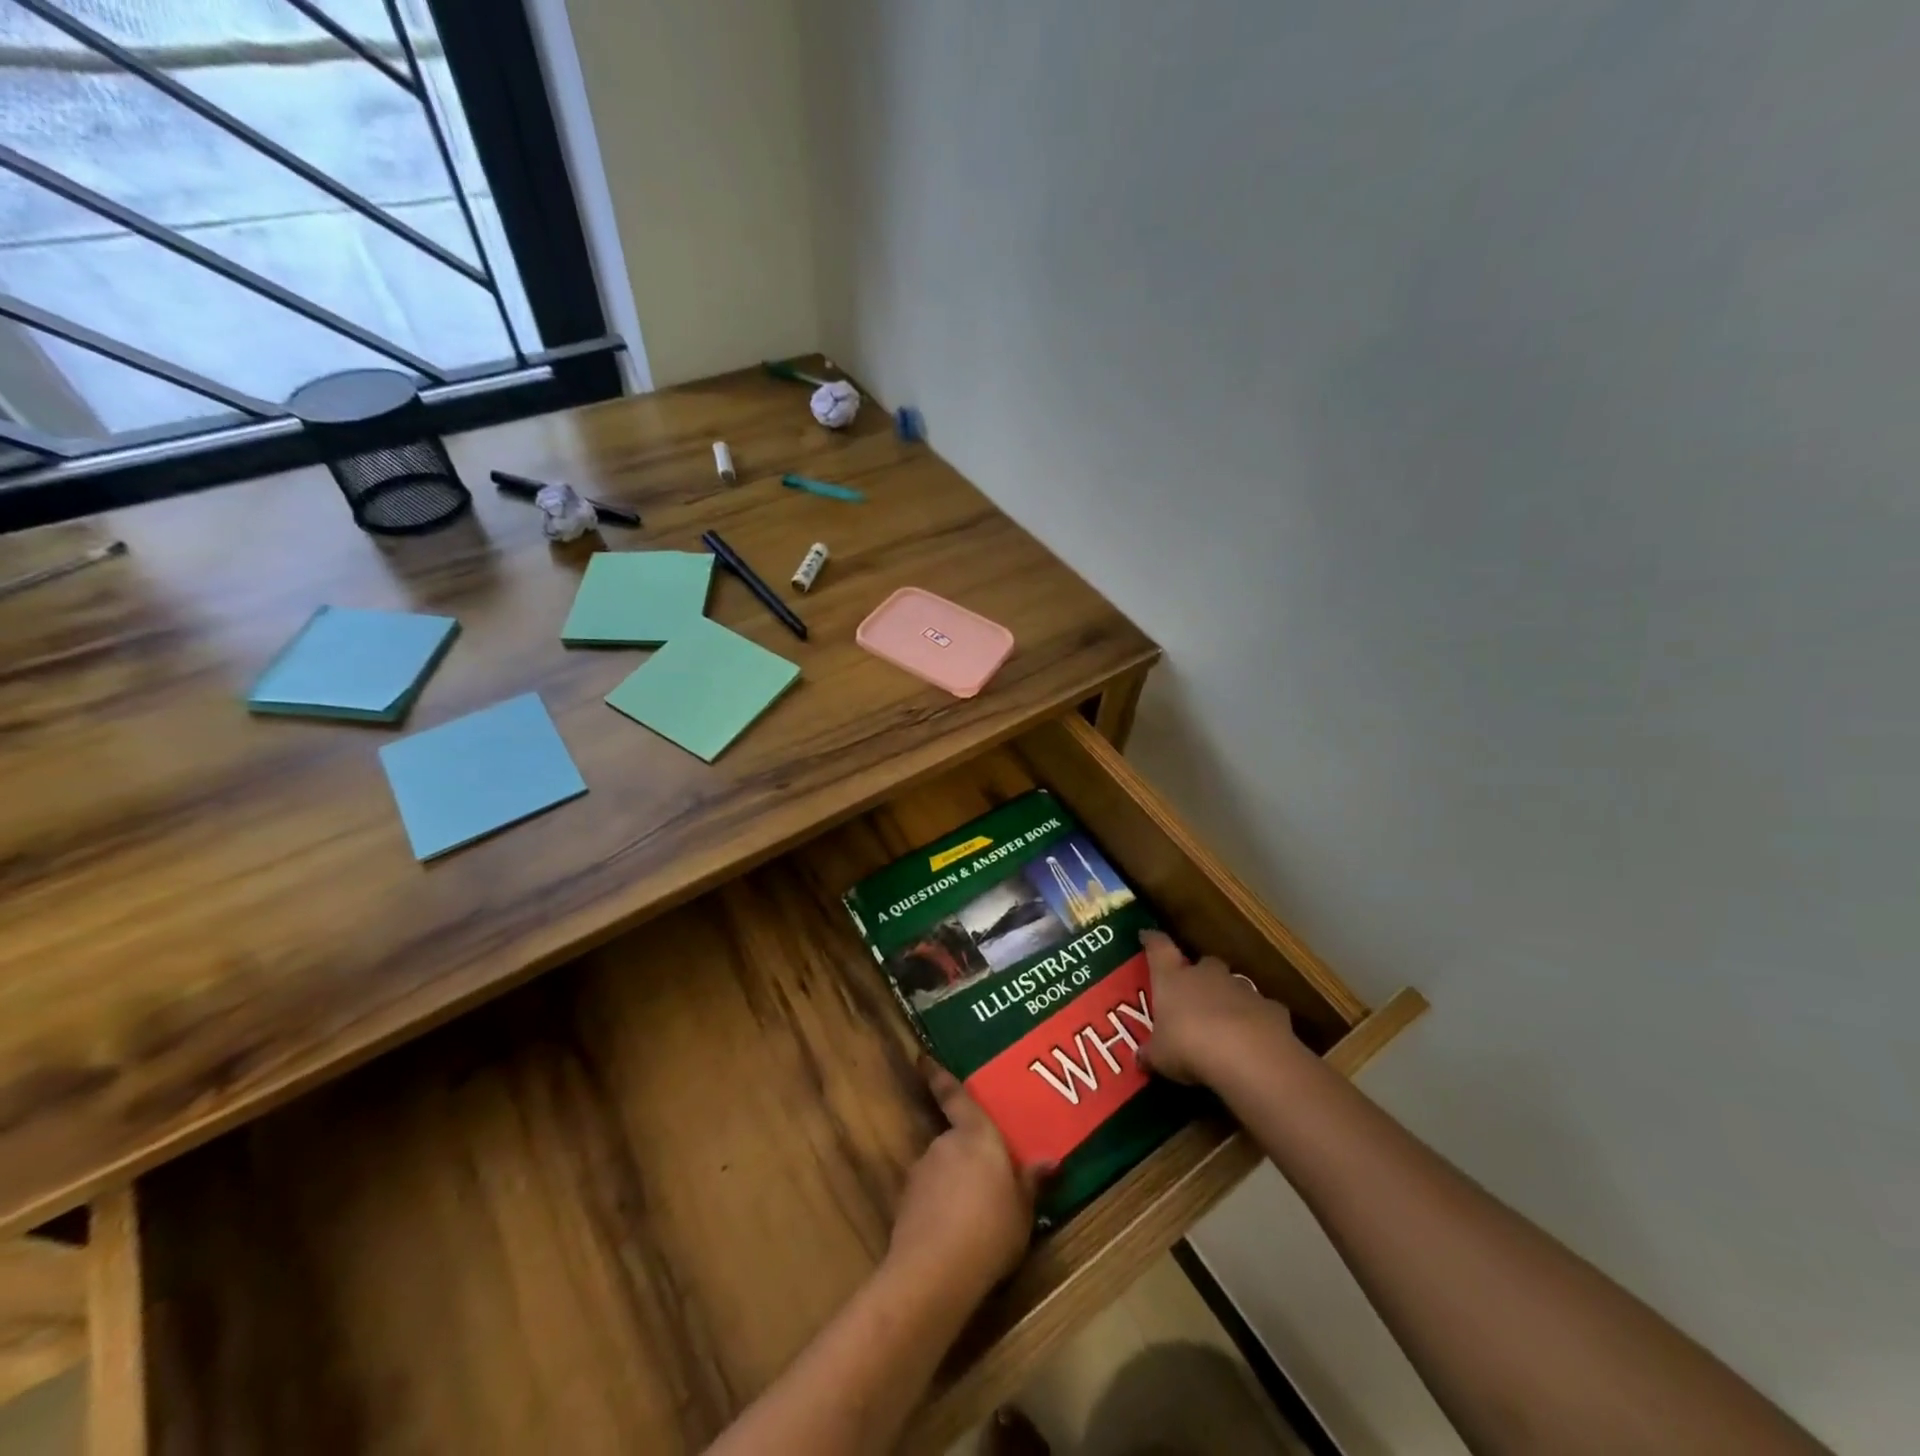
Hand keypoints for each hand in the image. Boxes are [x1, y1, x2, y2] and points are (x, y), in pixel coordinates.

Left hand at [887, 1061, 1044, 1298]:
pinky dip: (939, 1206)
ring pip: (941, 1168)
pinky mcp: (906, 1201)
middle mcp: (945, 1143)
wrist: (935, 1271)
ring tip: (973, 1217)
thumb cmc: (991, 1230)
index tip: (922, 1057)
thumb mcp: (1023, 1210)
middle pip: (955, 1140)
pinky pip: (928, 1195)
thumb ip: (1030, 1182)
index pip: (955, 1096)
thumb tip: (1050, 1161)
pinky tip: (953, 1234)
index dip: (938, 1075)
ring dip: (953, 1183)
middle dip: (967, 1158)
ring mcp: (922, 1171)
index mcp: (976, 1135)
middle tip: (986, 1184)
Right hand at [1138, 929, 1297, 1084]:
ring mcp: (1242, 988)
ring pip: (1232, 986)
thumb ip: (1151, 1053)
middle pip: (1203, 964)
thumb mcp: (1160, 1057)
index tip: (1147, 935)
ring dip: (1228, 999)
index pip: (1159, 948)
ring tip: (1224, 1025)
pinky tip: (1252, 1041)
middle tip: (1193, 995)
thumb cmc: (1189, 1047)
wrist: (1249, 1056)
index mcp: (1173, 978)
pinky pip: (1259, 1010)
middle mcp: (1207, 975)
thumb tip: (1141, 1057)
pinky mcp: (1271, 1007)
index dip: (1152, 941)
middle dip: (1199, 975)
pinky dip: (1255, 1020)